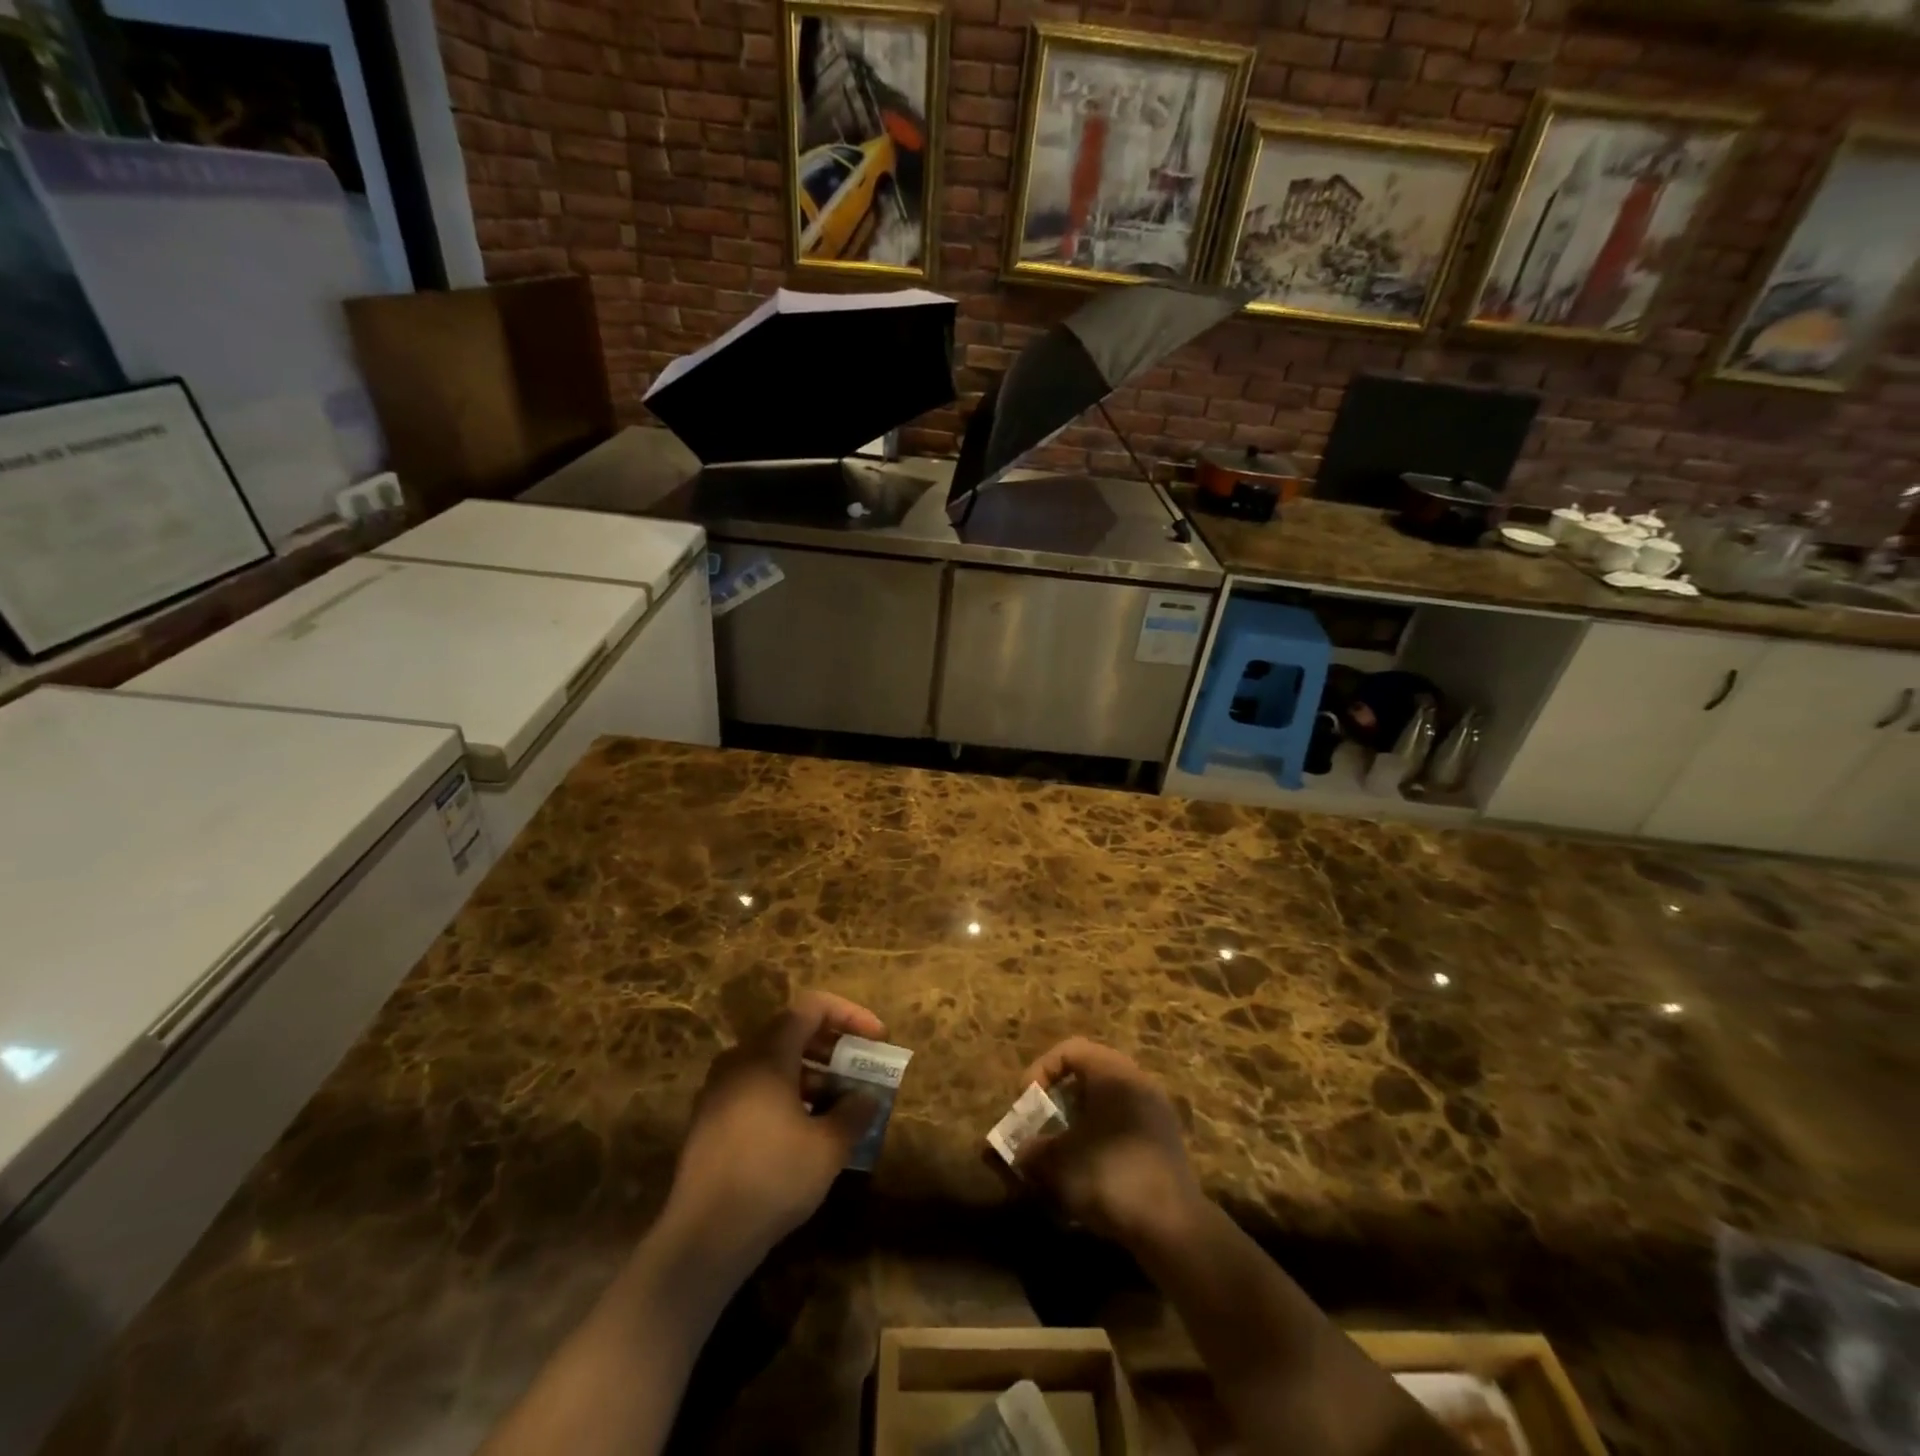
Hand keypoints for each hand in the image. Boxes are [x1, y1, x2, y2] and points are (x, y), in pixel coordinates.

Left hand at [665, 991, 885, 1267]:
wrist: (703, 1237)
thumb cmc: (772, 1178)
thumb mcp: (828, 1148)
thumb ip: (854, 1113)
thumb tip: (868, 1097)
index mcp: (767, 1054)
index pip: (812, 1007)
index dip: (850, 1015)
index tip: (876, 1039)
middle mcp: (739, 1060)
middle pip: (792, 1031)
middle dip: (833, 1046)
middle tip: (861, 1069)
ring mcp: (719, 1089)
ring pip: (773, 1062)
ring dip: (811, 1072)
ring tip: (840, 1102)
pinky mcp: (710, 1119)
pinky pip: (756, 1087)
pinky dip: (786, 1093)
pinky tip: (806, 1129)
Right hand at [1014, 1038, 1205, 1253]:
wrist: (1173, 1228)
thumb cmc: (1110, 1177)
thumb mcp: (1058, 1163)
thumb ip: (1032, 1150)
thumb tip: (1021, 1151)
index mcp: (1113, 1072)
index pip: (1069, 1049)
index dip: (1040, 1070)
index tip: (1027, 1103)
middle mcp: (1137, 1080)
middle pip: (1089, 1073)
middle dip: (1059, 1097)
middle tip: (1042, 1123)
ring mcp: (1156, 1110)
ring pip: (1107, 1100)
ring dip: (1080, 1119)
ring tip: (1063, 1149)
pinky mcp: (1166, 1140)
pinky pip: (1125, 1122)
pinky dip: (1102, 1135)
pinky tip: (1091, 1168)